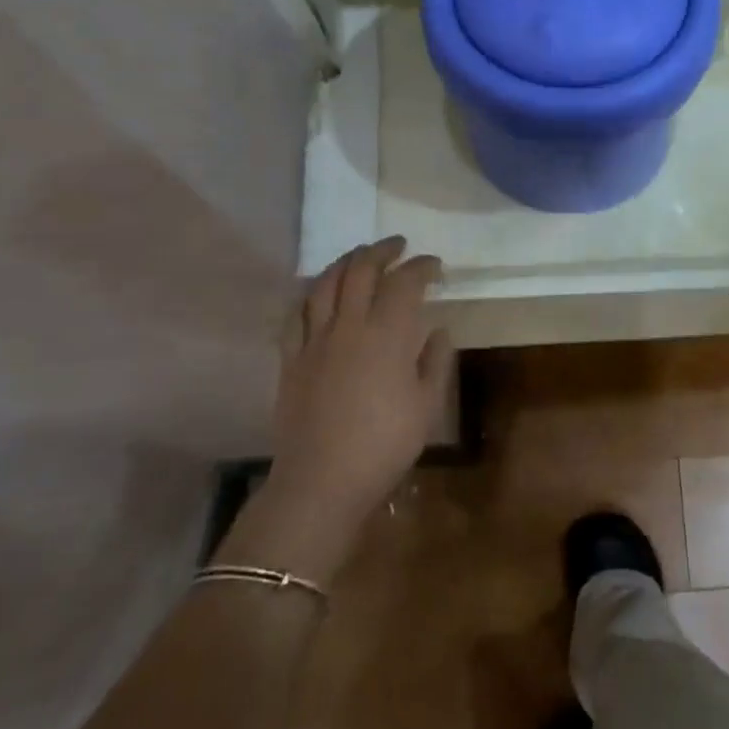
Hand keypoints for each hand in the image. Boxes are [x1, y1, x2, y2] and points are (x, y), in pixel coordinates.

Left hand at [218, 237, 453, 582]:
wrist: (321, 482)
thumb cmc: (384, 444)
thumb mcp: (427, 405)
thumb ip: (435, 361)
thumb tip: (437, 330)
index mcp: (387, 334)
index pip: (405, 282)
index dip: (422, 267)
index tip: (435, 266)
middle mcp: (349, 325)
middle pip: (361, 270)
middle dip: (382, 251)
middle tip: (398, 246)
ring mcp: (314, 340)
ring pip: (326, 283)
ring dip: (345, 262)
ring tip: (360, 256)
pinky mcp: (291, 359)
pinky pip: (296, 314)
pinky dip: (310, 294)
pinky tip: (317, 292)